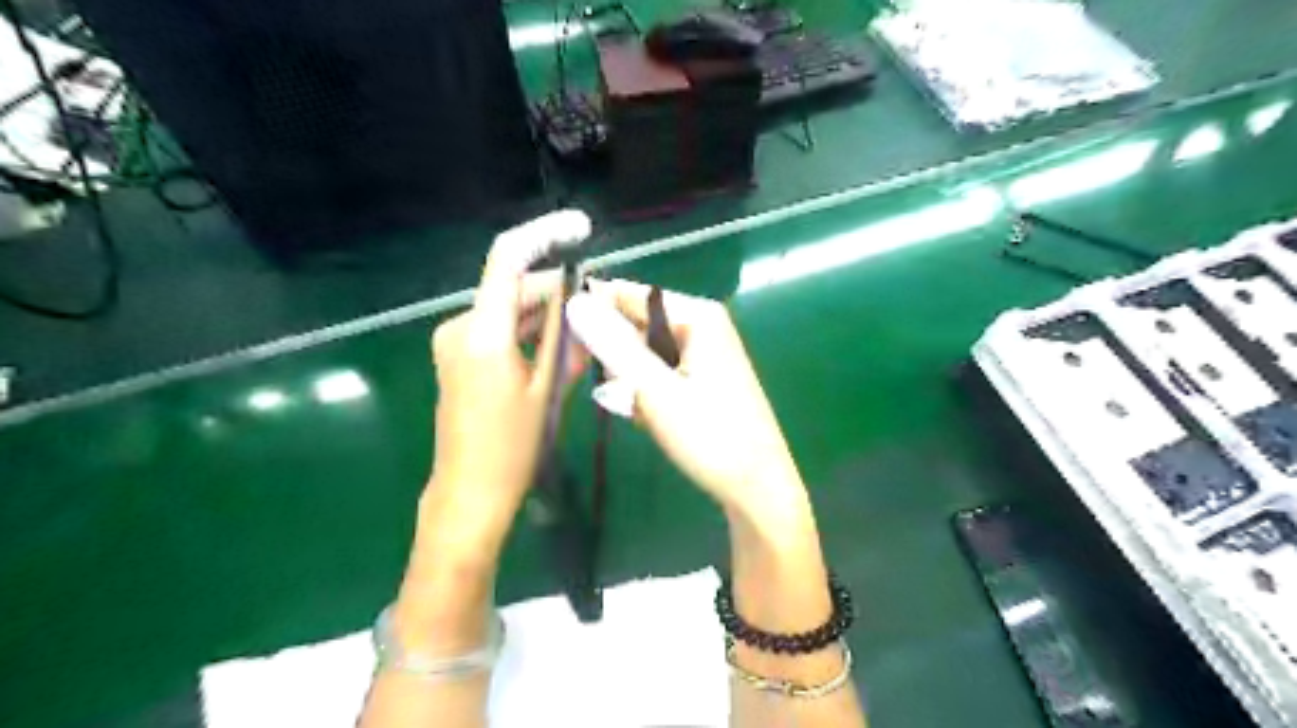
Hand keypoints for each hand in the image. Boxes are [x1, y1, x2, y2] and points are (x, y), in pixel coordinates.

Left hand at [420, 216, 586, 555]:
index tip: (580, 228)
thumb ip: (566, 339)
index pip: (509, 258)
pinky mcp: (458, 355)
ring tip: (587, 326)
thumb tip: (585, 301)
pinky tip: (560, 343)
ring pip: (510, 309)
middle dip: (558, 289)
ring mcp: (454, 341)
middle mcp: (460, 327)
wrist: (469, 493)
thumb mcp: (549, 392)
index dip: (545, 234)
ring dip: (547, 313)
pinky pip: (500, 328)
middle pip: (514, 287)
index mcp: (483, 333)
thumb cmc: (513, 449)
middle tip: (600, 300)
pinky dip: (530, 330)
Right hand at [570, 279, 806, 521]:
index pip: (628, 293)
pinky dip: (647, 393)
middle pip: (636, 324)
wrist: (757, 487)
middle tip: (616, 394)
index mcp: (697, 316)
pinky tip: (650, 418)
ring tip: (639, 412)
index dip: (594, 315)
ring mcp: (704, 352)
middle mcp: (702, 324)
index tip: (568, 349)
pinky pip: (660, 372)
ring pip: (644, 353)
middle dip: (616, 359)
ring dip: (630, 381)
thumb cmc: (710, 437)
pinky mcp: (703, 377)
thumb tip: (575, 303)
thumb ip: (613, 346)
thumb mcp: (655, 390)